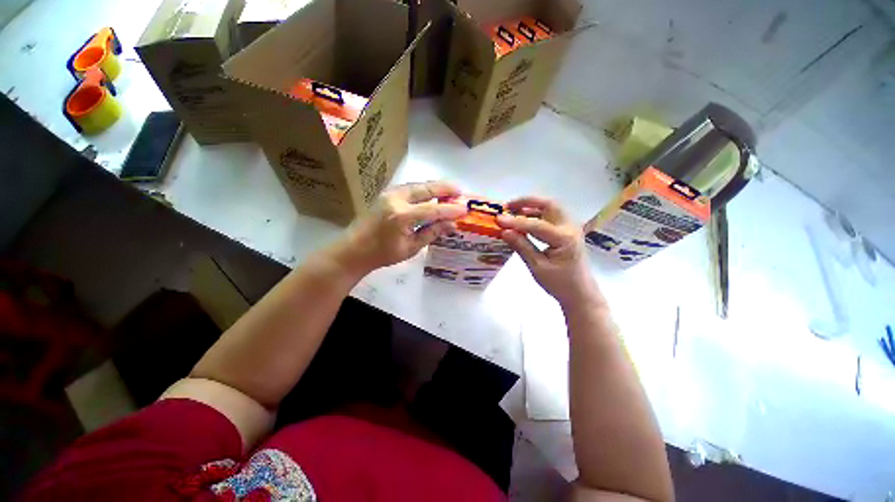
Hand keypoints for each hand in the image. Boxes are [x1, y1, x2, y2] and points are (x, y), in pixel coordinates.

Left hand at [333, 181, 467, 275]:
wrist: (354, 249)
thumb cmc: (382, 254)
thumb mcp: (411, 247)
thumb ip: (432, 233)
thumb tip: (451, 225)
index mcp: (402, 216)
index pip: (433, 210)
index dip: (450, 209)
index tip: (465, 209)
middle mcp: (396, 200)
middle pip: (426, 189)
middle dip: (445, 189)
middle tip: (460, 191)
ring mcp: (389, 194)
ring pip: (418, 185)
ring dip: (435, 187)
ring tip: (449, 190)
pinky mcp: (386, 193)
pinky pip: (410, 187)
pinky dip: (423, 188)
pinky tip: (431, 193)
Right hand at [497, 197, 602, 308]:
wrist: (580, 293)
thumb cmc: (559, 284)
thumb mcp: (537, 267)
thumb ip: (522, 246)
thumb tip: (504, 231)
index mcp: (565, 239)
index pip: (536, 225)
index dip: (515, 222)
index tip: (498, 219)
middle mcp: (570, 227)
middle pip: (549, 205)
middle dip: (527, 202)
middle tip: (508, 206)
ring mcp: (571, 227)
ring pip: (550, 208)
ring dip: (532, 206)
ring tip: (513, 211)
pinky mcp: (567, 230)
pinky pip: (551, 216)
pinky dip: (537, 214)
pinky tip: (524, 220)